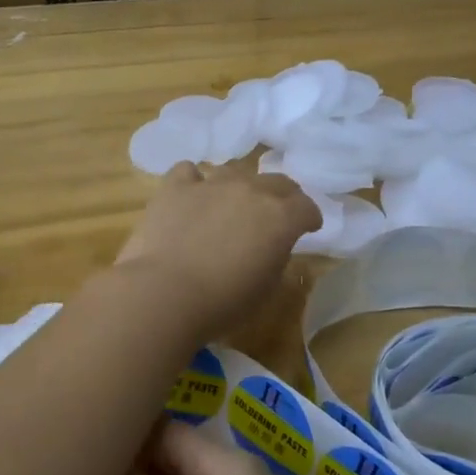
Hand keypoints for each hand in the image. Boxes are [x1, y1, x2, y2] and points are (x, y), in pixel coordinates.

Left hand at [116, 162, 319, 343]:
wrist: (166, 294)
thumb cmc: (223, 302)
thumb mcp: (266, 288)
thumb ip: (275, 257)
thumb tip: (270, 245)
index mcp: (280, 218)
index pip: (306, 207)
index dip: (310, 217)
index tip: (309, 227)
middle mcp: (250, 191)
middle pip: (277, 182)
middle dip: (282, 196)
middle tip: (276, 213)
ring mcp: (212, 184)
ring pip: (235, 172)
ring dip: (239, 188)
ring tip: (231, 205)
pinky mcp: (176, 187)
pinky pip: (189, 172)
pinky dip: (193, 182)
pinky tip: (190, 196)